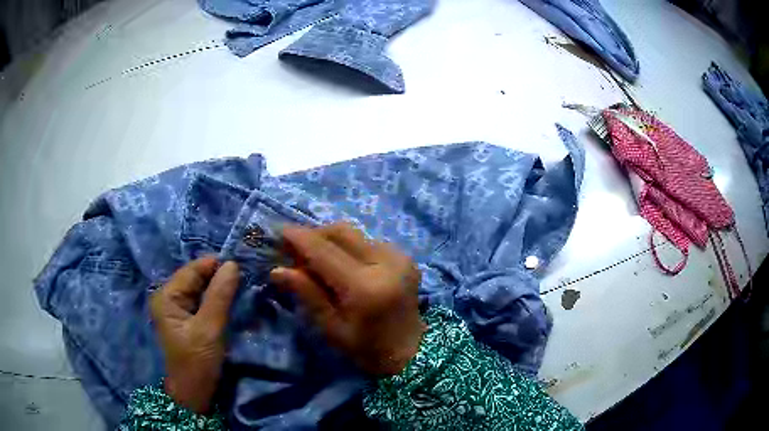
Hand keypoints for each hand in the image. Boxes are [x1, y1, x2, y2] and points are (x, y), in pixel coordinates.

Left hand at [150, 258, 239, 413]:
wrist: (194, 394)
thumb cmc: (197, 362)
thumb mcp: (209, 329)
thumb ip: (220, 296)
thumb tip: (232, 264)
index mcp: (167, 296)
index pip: (192, 270)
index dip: (216, 265)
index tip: (243, 266)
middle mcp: (169, 297)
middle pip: (196, 278)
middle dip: (219, 277)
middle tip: (246, 278)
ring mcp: (177, 309)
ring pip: (201, 290)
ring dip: (220, 289)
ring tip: (242, 288)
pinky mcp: (187, 319)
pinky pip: (203, 302)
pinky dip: (217, 300)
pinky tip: (232, 301)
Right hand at [270, 223, 425, 375]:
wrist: (410, 351)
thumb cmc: (366, 349)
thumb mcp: (331, 328)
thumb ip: (308, 294)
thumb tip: (277, 270)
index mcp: (365, 287)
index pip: (324, 252)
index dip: (299, 239)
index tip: (279, 232)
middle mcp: (385, 263)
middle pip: (341, 232)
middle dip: (314, 235)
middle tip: (295, 250)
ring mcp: (399, 257)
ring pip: (354, 234)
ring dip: (330, 240)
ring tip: (315, 259)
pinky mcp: (404, 257)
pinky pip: (368, 241)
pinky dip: (348, 247)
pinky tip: (340, 264)